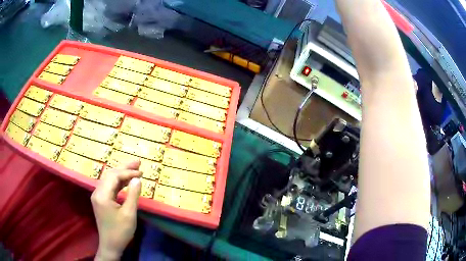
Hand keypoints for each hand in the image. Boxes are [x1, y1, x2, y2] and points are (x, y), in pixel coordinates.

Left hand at [91, 160, 141, 260]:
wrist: (111, 245)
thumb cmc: (120, 231)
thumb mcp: (129, 214)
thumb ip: (133, 195)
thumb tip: (137, 179)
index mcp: (102, 195)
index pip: (114, 176)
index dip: (128, 172)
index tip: (141, 173)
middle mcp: (97, 192)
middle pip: (110, 174)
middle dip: (124, 168)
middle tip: (138, 163)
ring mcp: (98, 196)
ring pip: (109, 179)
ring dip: (121, 174)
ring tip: (134, 169)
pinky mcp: (100, 200)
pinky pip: (109, 187)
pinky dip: (118, 182)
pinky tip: (126, 181)